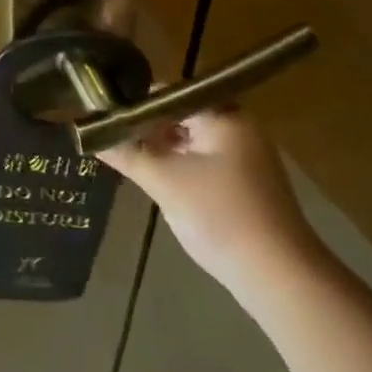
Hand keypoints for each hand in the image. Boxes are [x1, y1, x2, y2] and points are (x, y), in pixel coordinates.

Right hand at [99, 106, 325, 293]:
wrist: (281, 279)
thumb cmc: (221, 216)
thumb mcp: (166, 182)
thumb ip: (128, 154)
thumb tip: (90, 136)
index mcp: (224, 115)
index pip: (169, 93)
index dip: (136, 103)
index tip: (106, 117)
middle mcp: (238, 128)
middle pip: (181, 116)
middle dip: (148, 130)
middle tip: (113, 142)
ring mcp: (246, 158)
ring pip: (191, 142)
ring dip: (163, 151)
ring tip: (128, 161)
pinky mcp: (247, 186)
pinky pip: (204, 164)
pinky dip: (181, 169)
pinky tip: (159, 184)